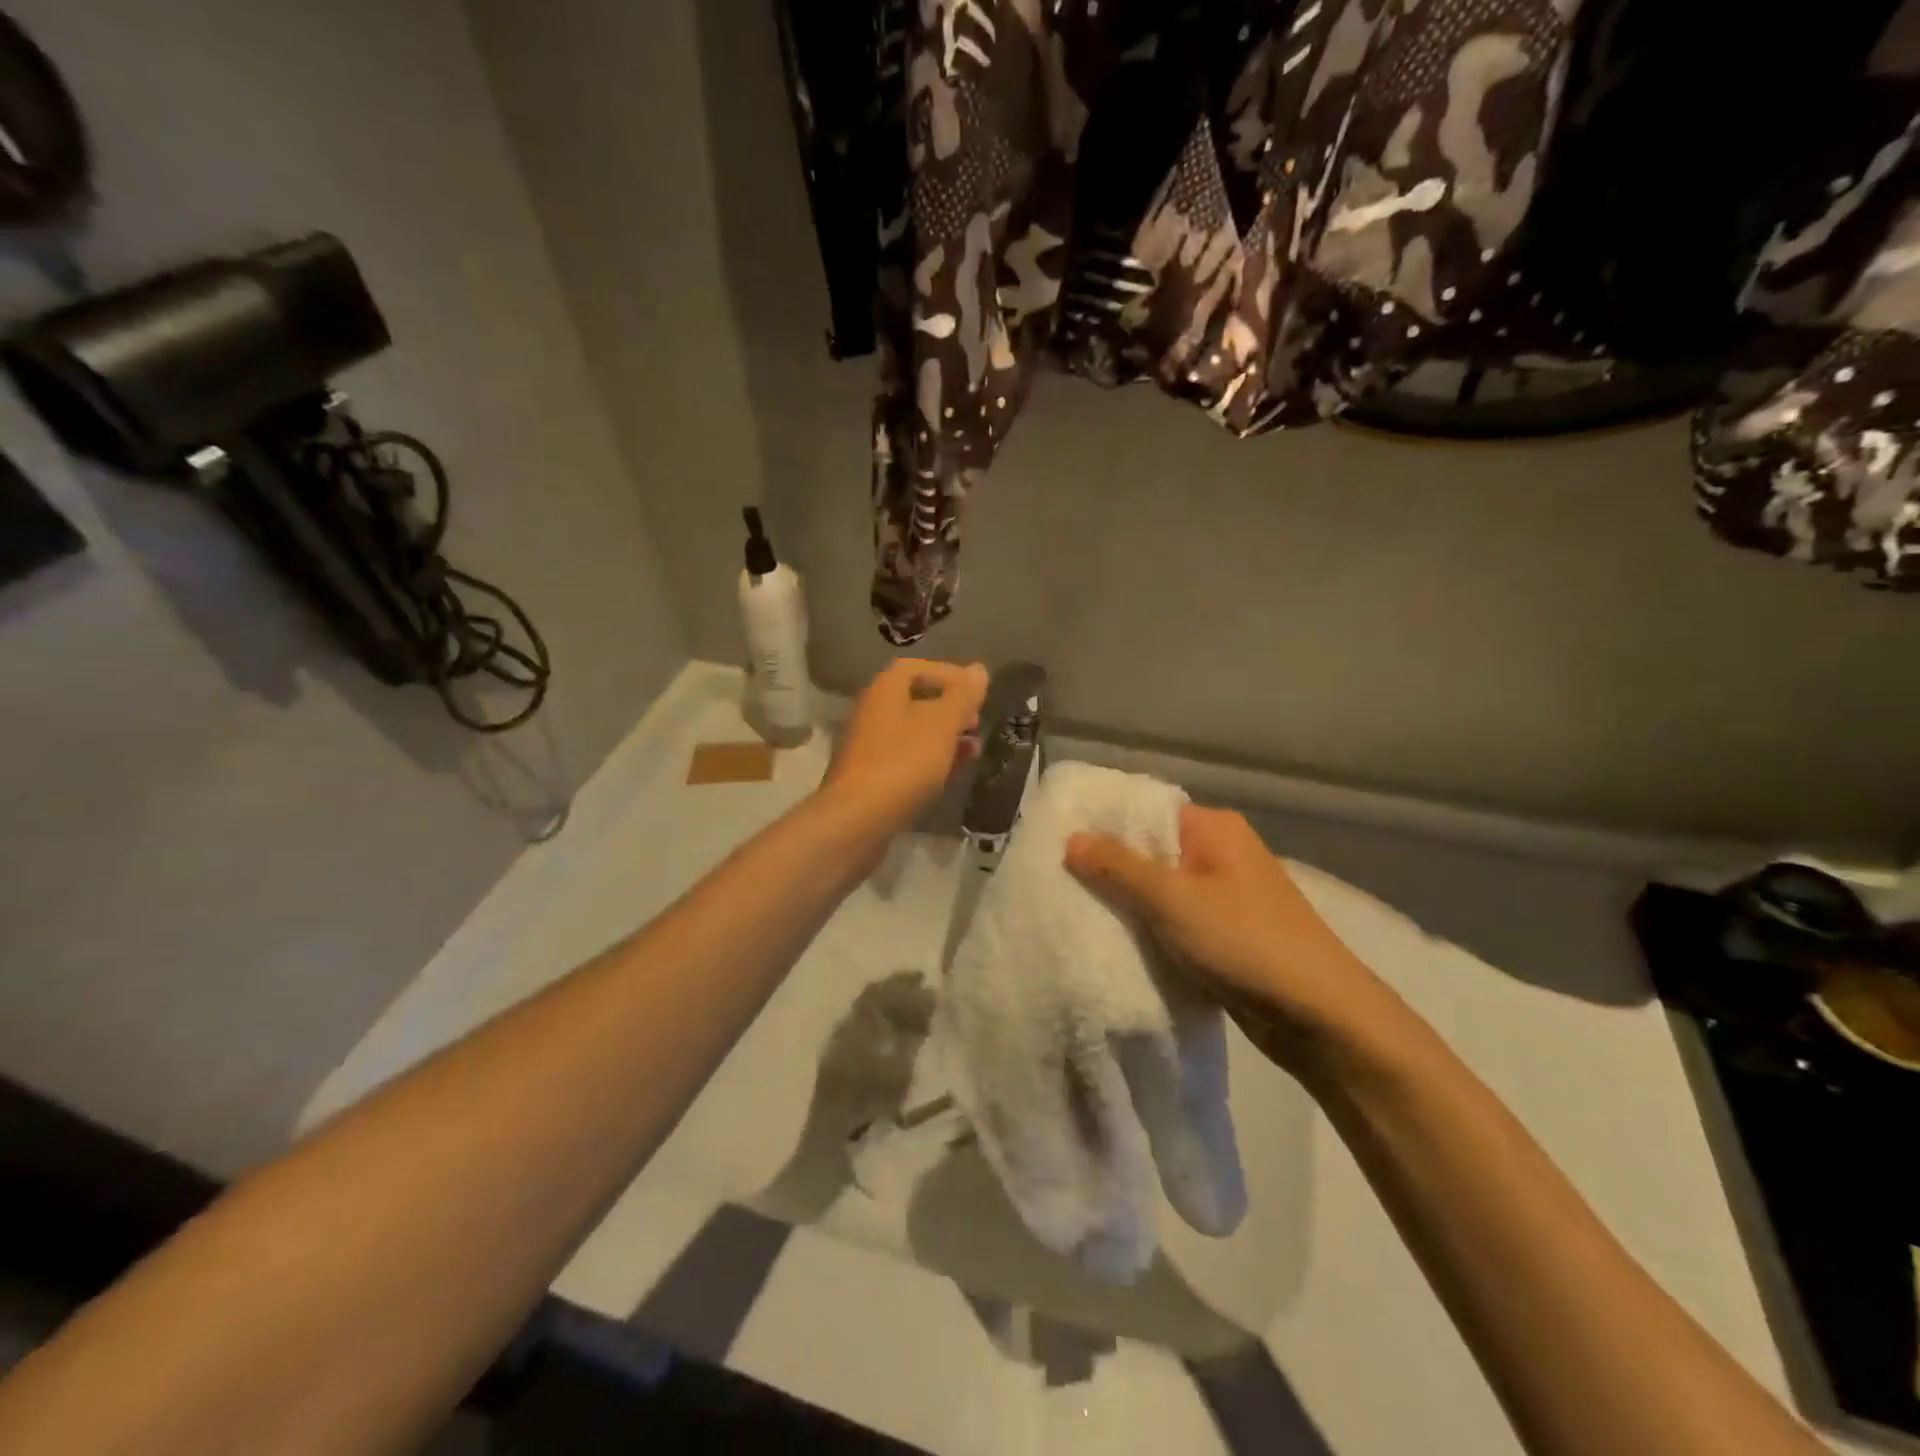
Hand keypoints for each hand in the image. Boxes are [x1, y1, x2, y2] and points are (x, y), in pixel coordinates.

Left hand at [821, 658, 988, 834]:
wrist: (857, 819)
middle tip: (976, 722)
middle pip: (915, 700)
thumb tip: (979, 669)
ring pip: (913, 732)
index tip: (976, 691)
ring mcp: (868, 747)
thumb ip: (963, 696)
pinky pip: (906, 759)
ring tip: (973, 750)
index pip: (916, 668)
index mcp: (885, 691)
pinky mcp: (870, 778)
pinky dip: (930, 760)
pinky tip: (950, 774)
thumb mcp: (942, 725)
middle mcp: (872, 712)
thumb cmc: (903, 763)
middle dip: (950, 708)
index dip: (949, 674)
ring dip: (944, 737)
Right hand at [1065, 806, 1393, 1066]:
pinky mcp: (1226, 933)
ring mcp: (1225, 895)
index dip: (1102, 824)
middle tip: (1058, 879)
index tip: (1057, 840)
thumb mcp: (1173, 900)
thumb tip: (1071, 838)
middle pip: (1150, 849)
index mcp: (1214, 829)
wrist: (1320, 1017)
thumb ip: (1119, 867)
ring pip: (1161, 888)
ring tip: (1076, 909)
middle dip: (1109, 867)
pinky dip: (1148, 927)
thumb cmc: (1245, 943)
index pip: (1146, 810)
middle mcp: (1220, 853)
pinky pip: (1174, 919)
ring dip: (1127, 901)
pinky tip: (1114, 939)